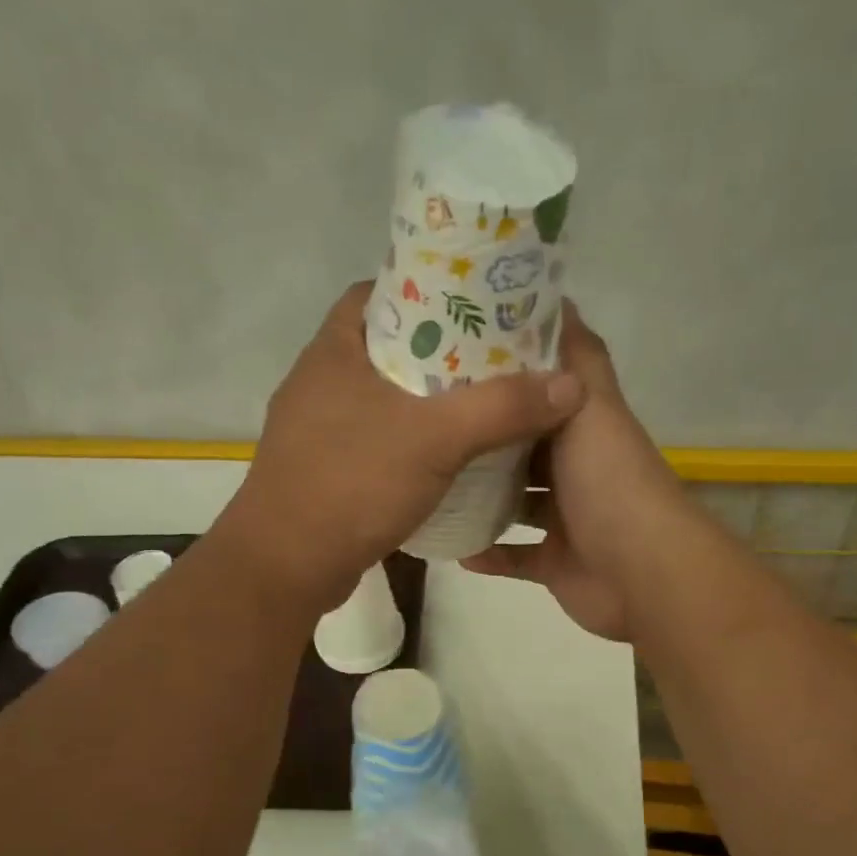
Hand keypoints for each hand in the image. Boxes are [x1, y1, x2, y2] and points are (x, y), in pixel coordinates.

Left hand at [221, 282, 585, 611]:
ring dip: (429, 401)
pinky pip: (378, 439)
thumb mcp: (435, 438)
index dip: (428, 289)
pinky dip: (412, 441)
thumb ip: (502, 408)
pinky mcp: (326, 469)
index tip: (476, 303)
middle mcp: (321, 381)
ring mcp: (319, 429)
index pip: (379, 292)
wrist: (286, 566)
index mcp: (334, 350)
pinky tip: (449, 456)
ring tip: (484, 403)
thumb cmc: (352, 484)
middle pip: (390, 346)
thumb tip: (570, 384)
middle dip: (442, 350)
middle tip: (497, 357)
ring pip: (385, 397)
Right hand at [460, 301, 691, 641]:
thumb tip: (556, 296)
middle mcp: (578, 469)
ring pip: (516, 502)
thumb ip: (575, 358)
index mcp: (586, 427)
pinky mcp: (556, 562)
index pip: (545, 392)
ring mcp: (567, 518)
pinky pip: (514, 556)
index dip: (508, 374)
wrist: (642, 571)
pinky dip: (488, 552)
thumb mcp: (592, 405)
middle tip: (429, 422)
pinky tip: (454, 545)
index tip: (457, 358)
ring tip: (432, 482)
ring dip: (481, 497)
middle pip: (524, 447)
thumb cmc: (609, 482)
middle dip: (485, 437)